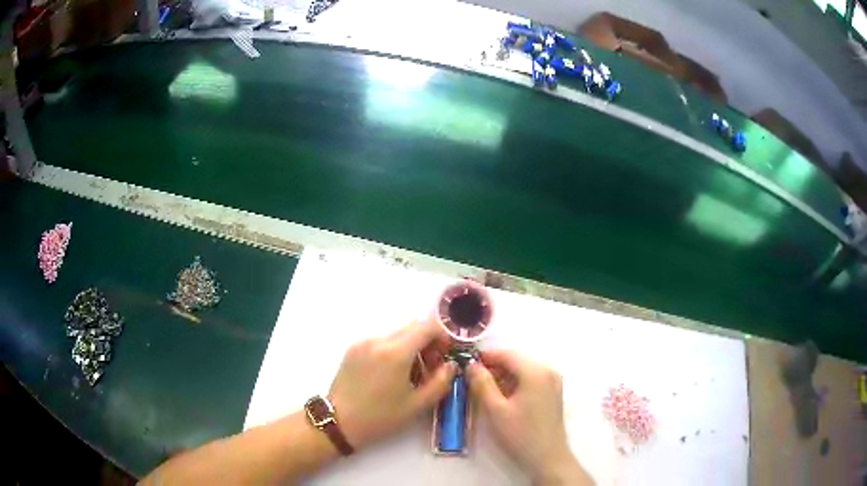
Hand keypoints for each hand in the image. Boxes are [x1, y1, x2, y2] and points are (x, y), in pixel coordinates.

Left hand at [327, 319, 456, 449]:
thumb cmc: (380, 417)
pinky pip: (381, 342)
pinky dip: (394, 350)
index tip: (446, 354)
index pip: (427, 326)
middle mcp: (379, 340)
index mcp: (396, 352)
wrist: (339, 422)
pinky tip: (391, 375)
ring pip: (397, 334)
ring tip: (411, 374)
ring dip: (411, 346)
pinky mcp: (353, 349)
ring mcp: (363, 342)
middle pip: (412, 327)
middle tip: (432, 366)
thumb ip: (441, 382)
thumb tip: (450, 365)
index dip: (443, 336)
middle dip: (428, 341)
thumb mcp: (417, 405)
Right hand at [468, 350, 590, 484]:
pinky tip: (502, 396)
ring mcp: (553, 381)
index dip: (485, 357)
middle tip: (472, 378)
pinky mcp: (553, 392)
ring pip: (522, 369)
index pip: (507, 354)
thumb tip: (471, 365)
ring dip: (503, 375)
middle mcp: (548, 370)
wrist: (547, 458)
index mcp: (536, 371)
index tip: (465, 365)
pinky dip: (515, 383)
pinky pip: (530, 379)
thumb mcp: (495, 410)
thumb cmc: (520, 434)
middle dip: (493, 367)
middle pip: (516, 360)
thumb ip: (482, 384)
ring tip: (483, 389)